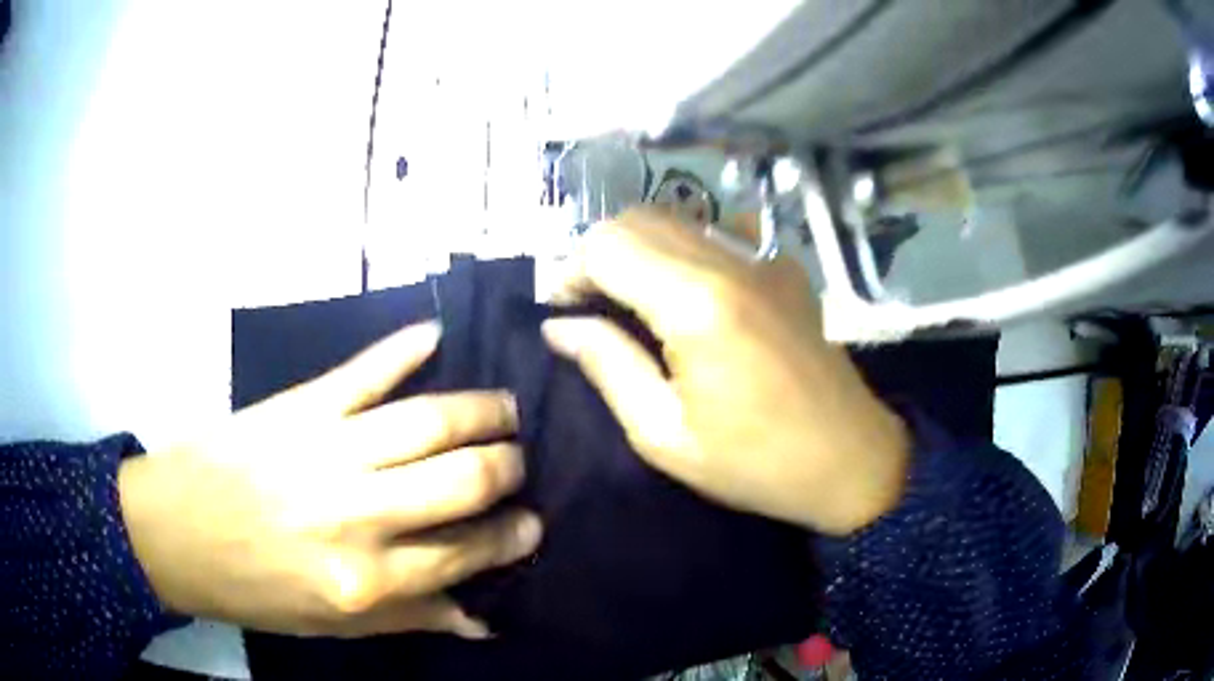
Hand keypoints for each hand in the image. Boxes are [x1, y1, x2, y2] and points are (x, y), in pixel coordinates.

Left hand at [118, 321, 541, 637]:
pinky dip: (404, 348)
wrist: (173, 533)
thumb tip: (482, 618)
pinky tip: (436, 335)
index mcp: (363, 581)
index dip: (509, 536)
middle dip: (507, 468)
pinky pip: (364, 371)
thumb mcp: (330, 626)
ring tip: (506, 408)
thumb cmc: (252, 589)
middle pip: (459, 479)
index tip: (533, 522)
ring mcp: (325, 450)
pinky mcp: (297, 407)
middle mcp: (354, 514)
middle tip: (520, 461)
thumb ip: (409, 617)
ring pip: (426, 419)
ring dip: (480, 410)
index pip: (463, 553)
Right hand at [543, 209, 908, 534]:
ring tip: (632, 302)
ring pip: (676, 220)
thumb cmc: (756, 462)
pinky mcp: (783, 266)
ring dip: (639, 249)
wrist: (850, 458)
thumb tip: (561, 326)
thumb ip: (608, 366)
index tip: (564, 310)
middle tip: (591, 307)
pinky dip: (684, 249)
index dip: (570, 270)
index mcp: (697, 304)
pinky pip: (716, 233)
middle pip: (638, 219)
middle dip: (599, 254)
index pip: (607, 244)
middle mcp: (730, 261)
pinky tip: (687, 292)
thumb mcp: (665, 435)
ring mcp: (763, 257)